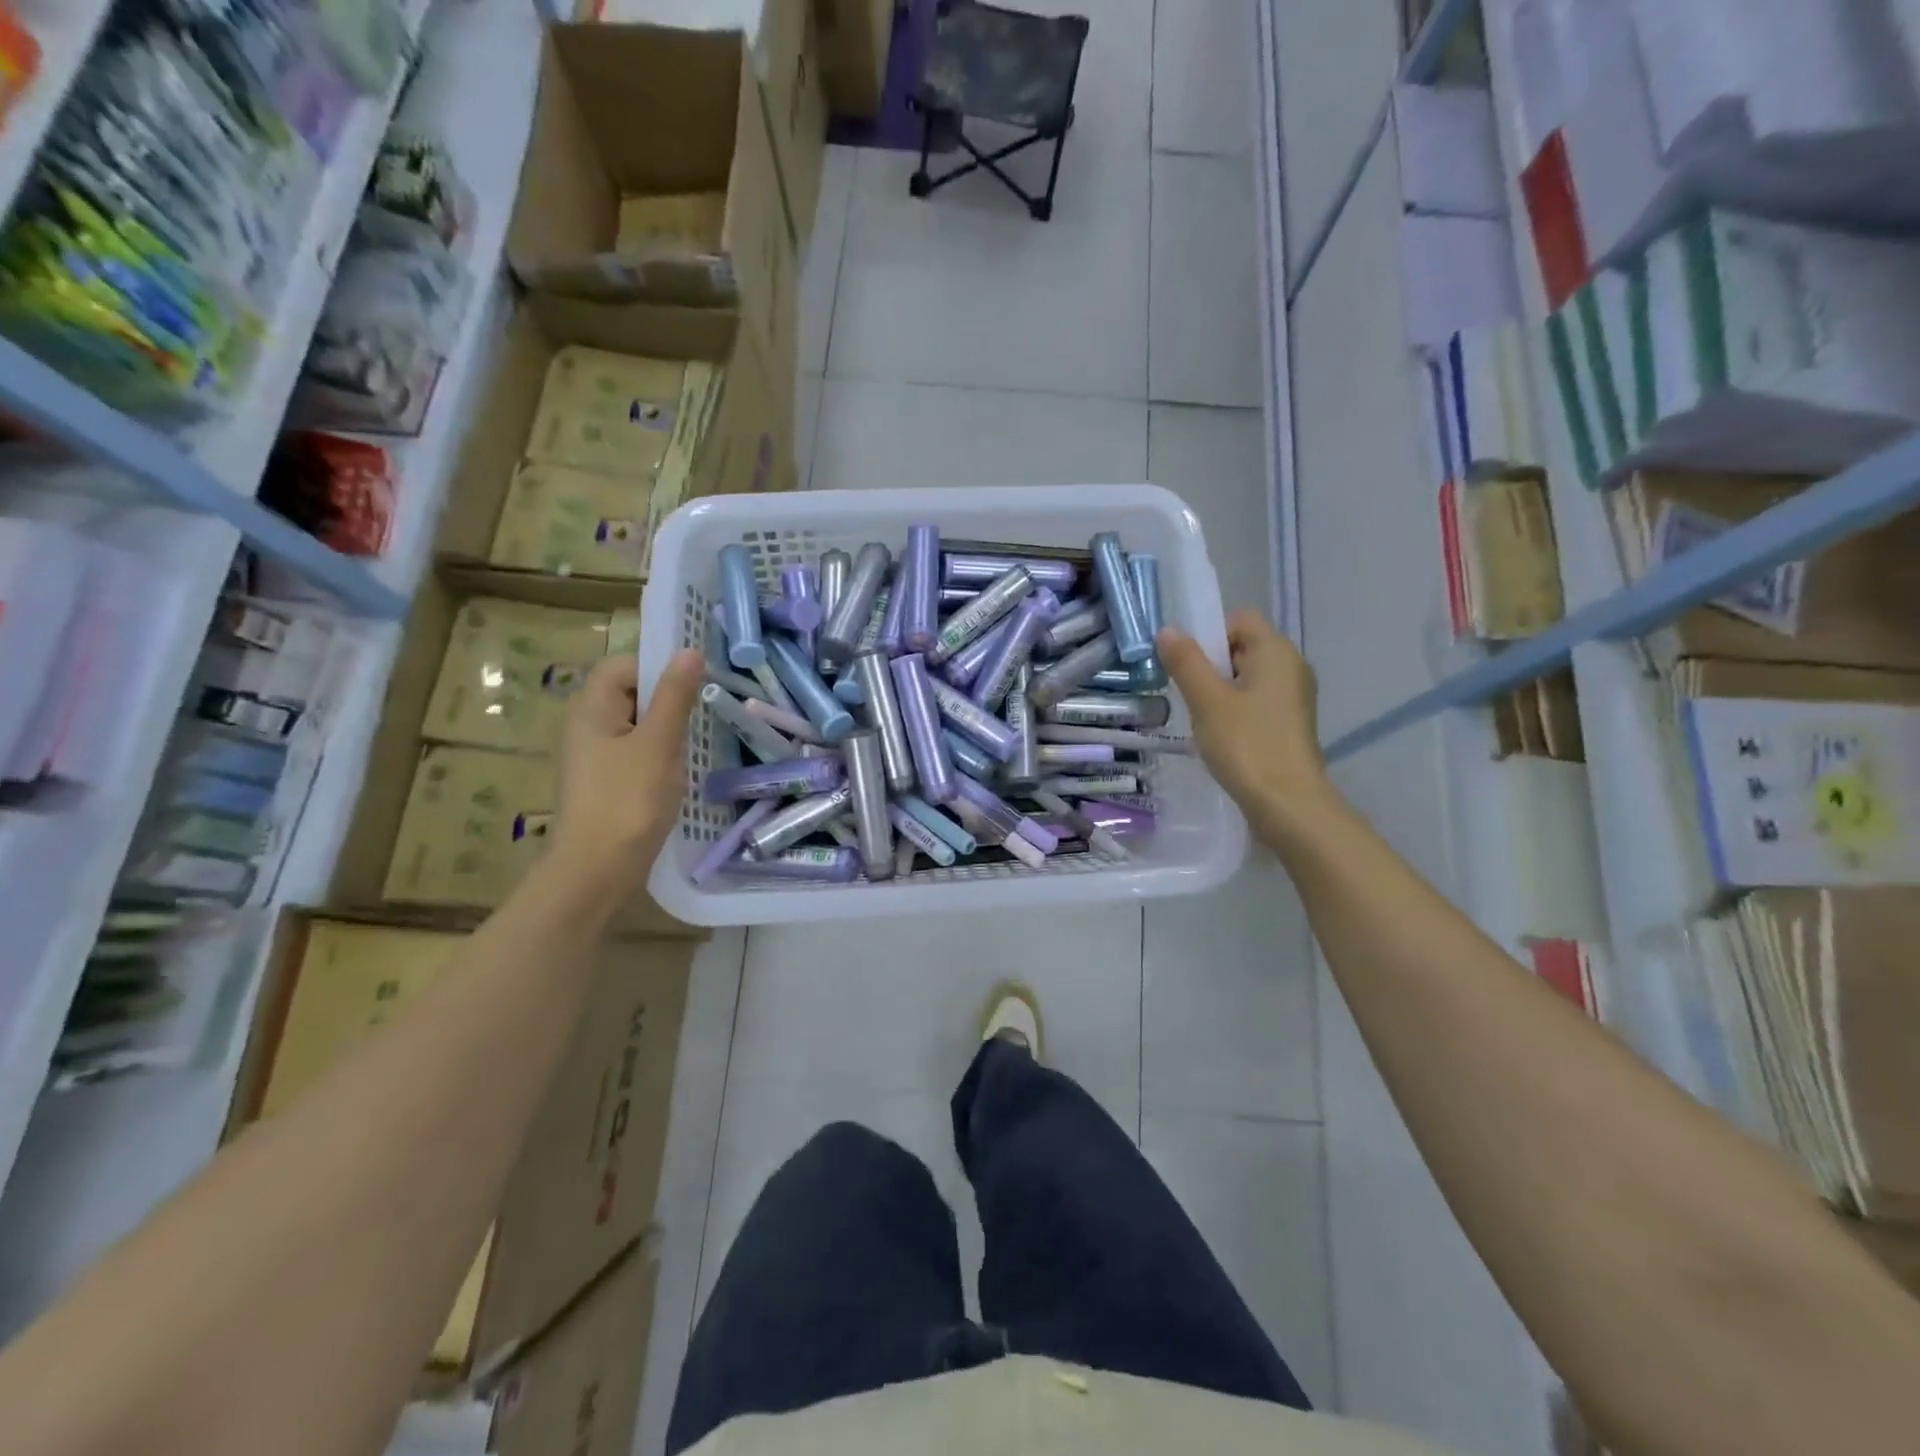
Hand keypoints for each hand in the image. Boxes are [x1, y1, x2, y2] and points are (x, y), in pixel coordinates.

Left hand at [552, 649, 704, 898]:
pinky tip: (679, 770)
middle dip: (666, 698)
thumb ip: (674, 696)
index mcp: (591, 709)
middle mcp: (586, 727)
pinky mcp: (605, 782)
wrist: (597, 870)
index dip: (656, 666)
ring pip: (636, 725)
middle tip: (702, 711)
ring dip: (666, 728)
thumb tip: (689, 651)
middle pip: (629, 694)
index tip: (694, 682)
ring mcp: (594, 757)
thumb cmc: (628, 801)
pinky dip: (658, 753)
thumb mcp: (658, 743)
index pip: (622, 666)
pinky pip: (635, 752)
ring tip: (695, 741)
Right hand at [1158, 611, 1339, 845]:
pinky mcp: (1290, 722)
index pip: (1239, 619)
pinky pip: (1256, 700)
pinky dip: (1235, 710)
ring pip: (1247, 677)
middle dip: (1210, 665)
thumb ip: (1186, 662)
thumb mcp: (1207, 701)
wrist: (1288, 804)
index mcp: (1276, 651)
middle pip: (1242, 647)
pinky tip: (1220, 736)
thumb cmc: (1247, 745)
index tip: (1188, 665)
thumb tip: (1167, 630)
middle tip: (1189, 694)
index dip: (1209, 633)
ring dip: (1219, 691)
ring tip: (1202, 719)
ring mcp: (1294, 696)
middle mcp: (1291, 666)